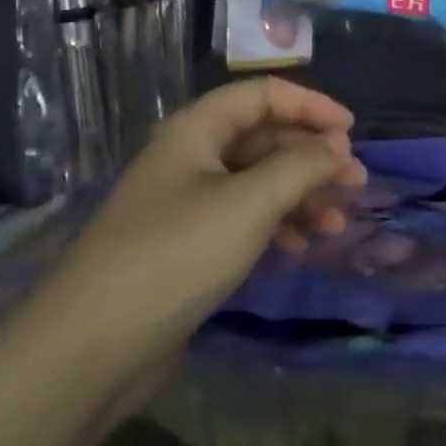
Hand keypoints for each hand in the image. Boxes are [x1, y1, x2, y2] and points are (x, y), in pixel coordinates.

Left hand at [40, 79, 365, 381]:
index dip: (311, 105)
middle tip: (355, 184)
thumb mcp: (250, 202)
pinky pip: (243, 218)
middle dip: (313, 157)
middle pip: (264, 138)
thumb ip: (302, 166)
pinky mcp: (186, 246)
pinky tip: (301, 246)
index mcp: (196, 131)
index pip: (263, 95)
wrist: (89, 350)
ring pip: (257, 182)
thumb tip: (338, 146)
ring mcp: (185, 204)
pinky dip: (277, 225)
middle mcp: (190, 158)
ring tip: (337, 224)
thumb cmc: (176, 256)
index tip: (352, 133)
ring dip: (301, 195)